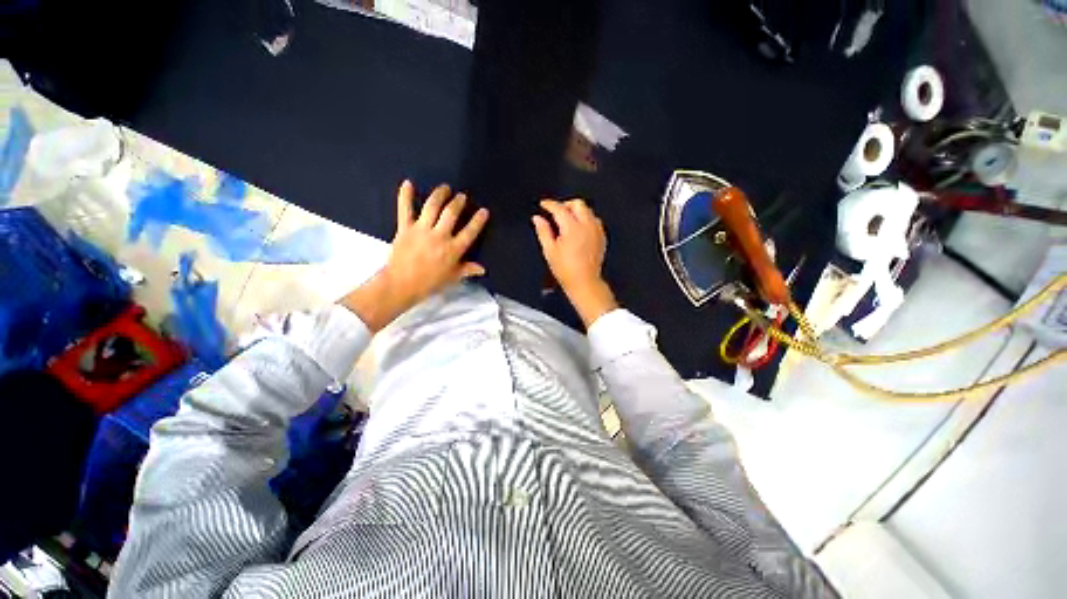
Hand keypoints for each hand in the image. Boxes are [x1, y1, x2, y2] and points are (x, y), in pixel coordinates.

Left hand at [342, 181, 488, 330]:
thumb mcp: (452, 277)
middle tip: (461, 196)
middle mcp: (439, 236)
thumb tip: (483, 269)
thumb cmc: (430, 283)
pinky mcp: (405, 228)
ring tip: (445, 188)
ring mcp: (421, 230)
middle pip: (451, 213)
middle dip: (458, 202)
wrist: (401, 284)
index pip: (469, 232)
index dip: (478, 220)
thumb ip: (468, 270)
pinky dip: (405, 195)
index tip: (483, 211)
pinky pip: (405, 209)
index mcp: (453, 250)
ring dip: (439, 194)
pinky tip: (407, 183)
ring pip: (432, 206)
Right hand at [532, 199, 617, 327]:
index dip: (550, 204)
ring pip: (587, 210)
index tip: (544, 204)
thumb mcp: (549, 251)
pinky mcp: (601, 237)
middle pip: (578, 204)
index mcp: (572, 228)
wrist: (584, 282)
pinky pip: (594, 220)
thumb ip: (543, 231)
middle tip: (555, 212)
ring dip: (576, 211)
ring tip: (566, 221)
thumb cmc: (566, 270)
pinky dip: (585, 219)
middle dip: (565, 204)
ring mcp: (596, 231)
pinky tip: (578, 229)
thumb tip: (537, 219)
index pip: (560, 208)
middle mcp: (587, 226)